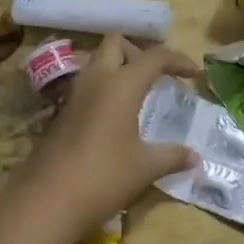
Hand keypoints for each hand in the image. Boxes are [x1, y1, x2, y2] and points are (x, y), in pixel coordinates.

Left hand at [15, 34, 199, 242]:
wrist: (47, 200)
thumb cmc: (103, 177)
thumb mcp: (145, 168)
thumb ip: (172, 156)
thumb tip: (196, 158)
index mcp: (122, 84)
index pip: (155, 56)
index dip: (178, 60)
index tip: (194, 74)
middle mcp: (97, 79)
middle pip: (116, 43)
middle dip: (139, 52)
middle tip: (156, 76)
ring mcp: (75, 94)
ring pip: (97, 61)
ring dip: (118, 68)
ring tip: (137, 93)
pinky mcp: (62, 112)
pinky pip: (87, 85)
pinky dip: (104, 88)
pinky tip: (115, 117)